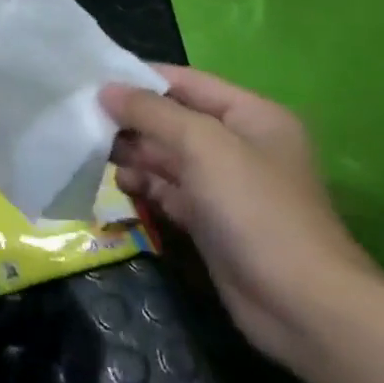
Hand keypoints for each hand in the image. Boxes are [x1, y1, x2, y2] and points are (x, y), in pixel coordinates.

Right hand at [101, 66, 377, 373]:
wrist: (300, 304)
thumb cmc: (256, 209)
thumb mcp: (203, 146)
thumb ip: (152, 113)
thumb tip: (105, 89)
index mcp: (251, 115)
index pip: (187, 82)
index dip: (141, 78)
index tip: (92, 79)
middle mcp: (239, 144)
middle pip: (174, 119)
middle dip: (132, 119)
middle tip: (83, 119)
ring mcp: (225, 185)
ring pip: (168, 157)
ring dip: (133, 153)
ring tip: (94, 152)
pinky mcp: (211, 220)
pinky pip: (169, 191)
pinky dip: (145, 186)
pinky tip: (121, 185)